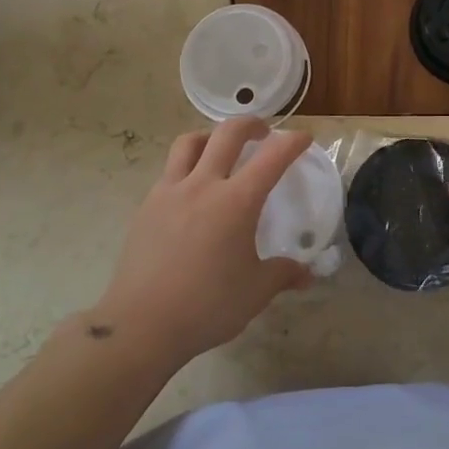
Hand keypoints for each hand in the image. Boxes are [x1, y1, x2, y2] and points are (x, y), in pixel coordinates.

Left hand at [93, 119, 313, 364]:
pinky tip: (192, 192)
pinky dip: (186, 167)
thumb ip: (283, 274)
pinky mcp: (147, 206)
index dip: (292, 143)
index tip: (304, 138)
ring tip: (220, 149)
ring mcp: (170, 192)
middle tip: (263, 133)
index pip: (272, 157)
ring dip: (211, 137)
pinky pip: (169, 172)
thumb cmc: (207, 306)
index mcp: (237, 201)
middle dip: (250, 124)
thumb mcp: (256, 292)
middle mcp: (204, 185)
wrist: (141, 324)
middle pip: (227, 133)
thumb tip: (307, 274)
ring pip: (190, 143)